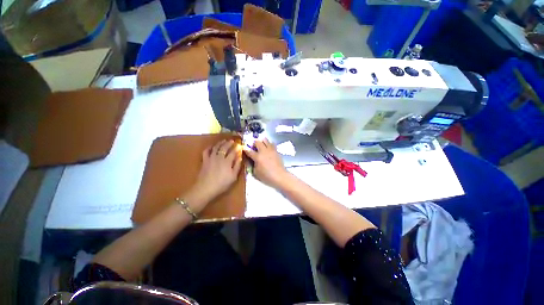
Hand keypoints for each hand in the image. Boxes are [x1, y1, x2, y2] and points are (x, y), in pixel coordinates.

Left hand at [189, 140, 242, 206]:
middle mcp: (219, 157)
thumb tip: (240, 157)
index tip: (240, 145)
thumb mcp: (233, 177)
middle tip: (232, 141)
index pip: (233, 152)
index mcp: (227, 161)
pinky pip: (206, 151)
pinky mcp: (205, 160)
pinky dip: (210, 147)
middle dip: (229, 143)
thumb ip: (237, 166)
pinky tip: (212, 146)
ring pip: (216, 147)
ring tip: (224, 140)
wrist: (205, 188)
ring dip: (220, 143)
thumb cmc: (222, 184)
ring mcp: (211, 158)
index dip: (237, 148)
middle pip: (224, 147)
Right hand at [243, 138, 289, 188]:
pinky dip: (269, 144)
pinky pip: (272, 144)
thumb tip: (250, 160)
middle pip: (257, 142)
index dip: (245, 149)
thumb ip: (252, 165)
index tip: (243, 148)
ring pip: (265, 140)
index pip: (249, 151)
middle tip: (253, 146)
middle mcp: (264, 151)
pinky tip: (268, 149)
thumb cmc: (266, 176)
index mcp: (257, 157)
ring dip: (262, 141)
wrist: (280, 176)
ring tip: (261, 145)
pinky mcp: (276, 151)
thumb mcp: (255, 173)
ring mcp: (271, 150)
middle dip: (254, 143)